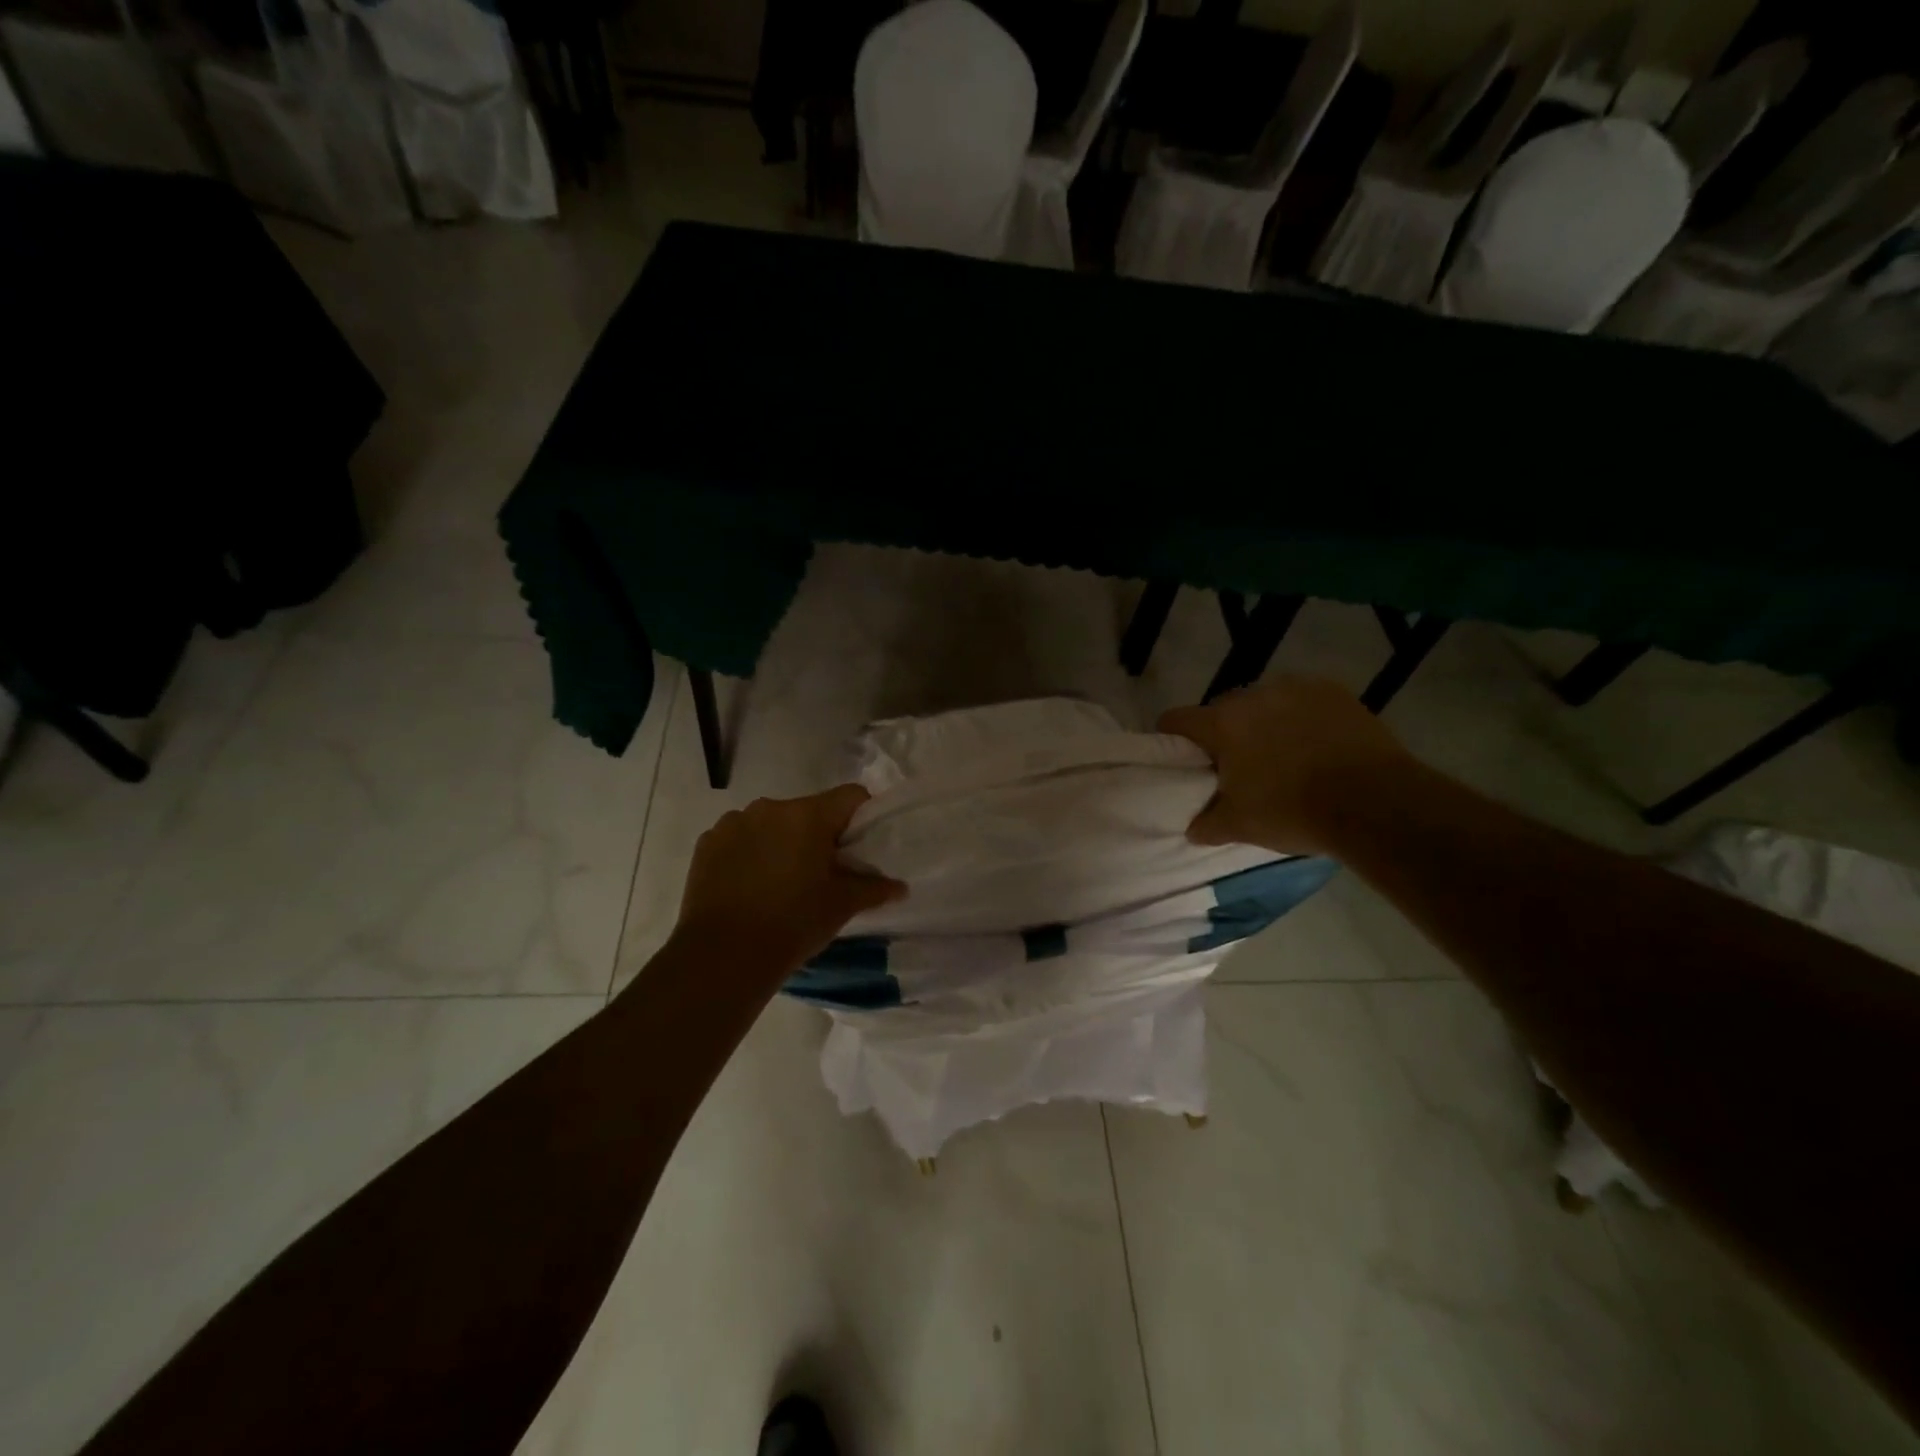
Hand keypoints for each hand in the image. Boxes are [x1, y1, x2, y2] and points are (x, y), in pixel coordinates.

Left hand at [673, 784, 906, 977]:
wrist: (722, 956)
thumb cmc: (793, 924)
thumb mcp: (841, 906)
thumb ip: (874, 888)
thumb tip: (900, 886)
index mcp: (808, 815)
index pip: (851, 796)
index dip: (862, 817)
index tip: (860, 847)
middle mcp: (770, 808)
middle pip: (809, 811)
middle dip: (819, 835)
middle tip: (822, 873)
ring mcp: (734, 822)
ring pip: (772, 823)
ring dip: (781, 842)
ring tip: (781, 882)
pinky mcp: (707, 843)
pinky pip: (740, 837)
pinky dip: (750, 853)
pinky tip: (750, 886)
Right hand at [1159, 677, 1413, 854]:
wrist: (1374, 803)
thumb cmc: (1293, 811)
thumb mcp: (1241, 826)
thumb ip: (1207, 824)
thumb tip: (1192, 829)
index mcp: (1223, 724)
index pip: (1176, 719)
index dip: (1171, 738)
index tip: (1180, 759)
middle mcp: (1254, 695)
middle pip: (1222, 710)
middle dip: (1224, 734)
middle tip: (1237, 766)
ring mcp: (1297, 689)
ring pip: (1264, 703)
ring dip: (1263, 723)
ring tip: (1283, 755)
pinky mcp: (1335, 692)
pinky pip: (1303, 701)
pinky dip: (1301, 718)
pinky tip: (1316, 745)